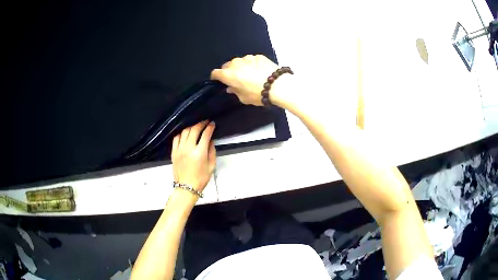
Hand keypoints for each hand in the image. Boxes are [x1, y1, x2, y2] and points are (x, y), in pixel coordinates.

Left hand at [171, 121, 215, 192]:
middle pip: (194, 130)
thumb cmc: (200, 179)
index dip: (210, 128)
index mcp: (199, 153)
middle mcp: (188, 148)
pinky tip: (185, 134)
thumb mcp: (211, 166)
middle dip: (201, 124)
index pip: (205, 135)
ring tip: (196, 127)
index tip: (212, 124)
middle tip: (205, 123)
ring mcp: (179, 149)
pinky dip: (181, 134)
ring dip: (191, 127)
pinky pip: (176, 138)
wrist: (186, 187)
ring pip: (185, 132)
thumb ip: (212, 152)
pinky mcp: (173, 152)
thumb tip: (210, 141)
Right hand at [211, 55, 278, 105]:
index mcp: (229, 75)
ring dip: (241, 66)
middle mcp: (236, 64)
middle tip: (235, 78)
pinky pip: (251, 60)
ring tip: (248, 74)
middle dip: (228, 71)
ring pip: (239, 61)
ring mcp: (248, 58)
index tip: (218, 80)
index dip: (215, 77)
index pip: (216, 72)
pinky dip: (252, 64)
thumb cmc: (258, 94)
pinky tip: (259, 70)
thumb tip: (231, 87)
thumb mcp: (244, 98)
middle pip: (227, 65)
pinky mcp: (258, 56)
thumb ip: (235, 91)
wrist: (278, 85)